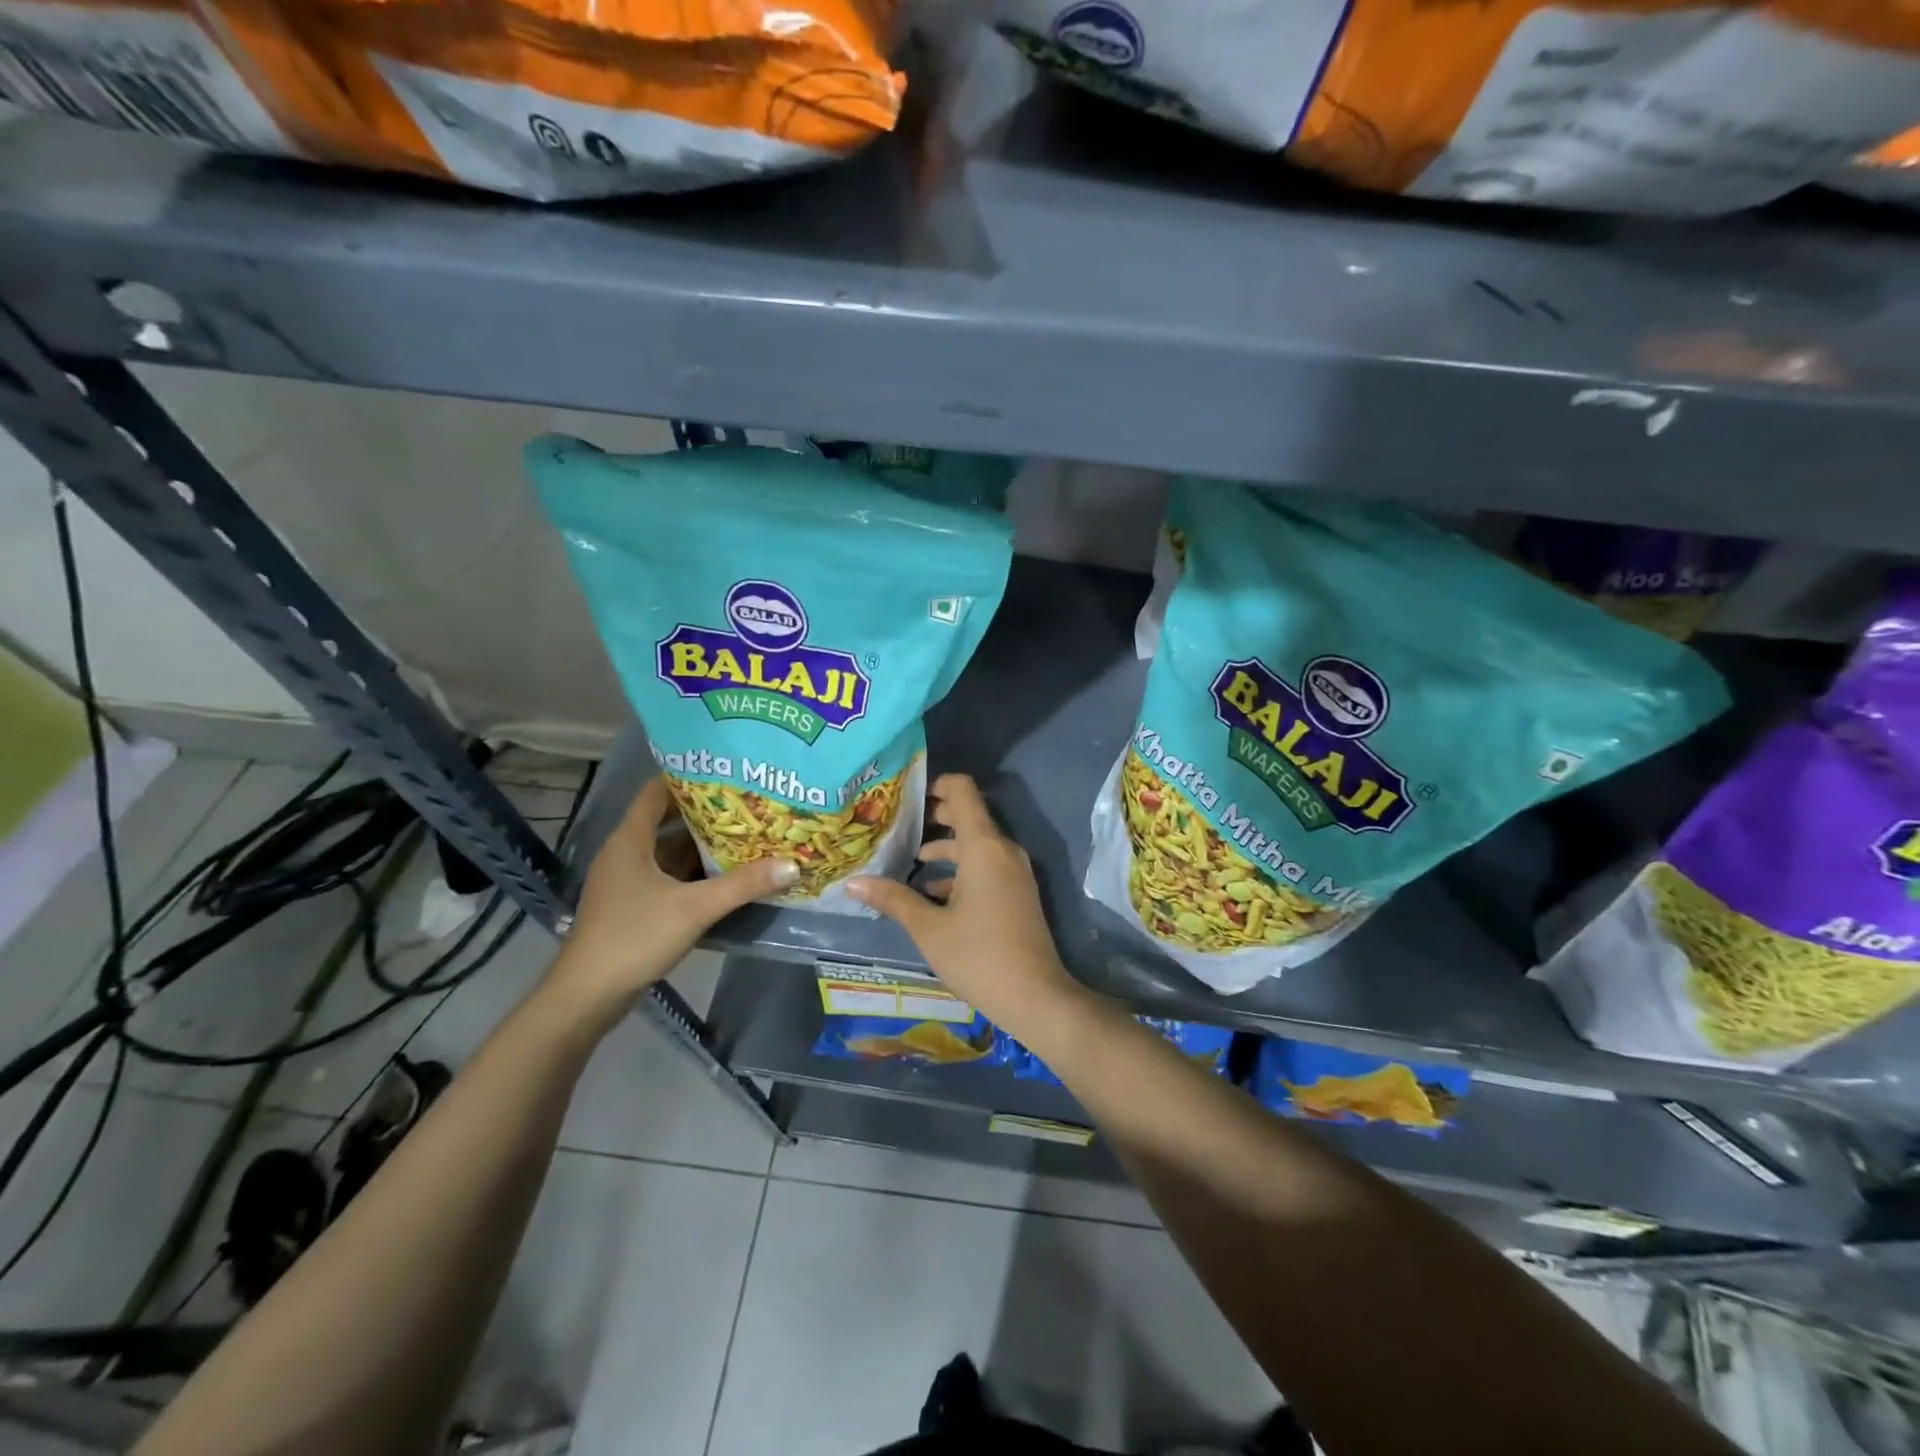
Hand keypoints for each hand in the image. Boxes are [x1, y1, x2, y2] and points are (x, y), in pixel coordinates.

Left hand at [544, 776, 795, 1027]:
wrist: (588, 996)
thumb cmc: (634, 937)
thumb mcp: (694, 908)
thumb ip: (744, 885)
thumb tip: (793, 864)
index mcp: (630, 840)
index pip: (656, 792)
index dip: (688, 777)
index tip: (726, 770)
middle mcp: (627, 853)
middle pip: (669, 821)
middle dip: (708, 813)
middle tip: (750, 802)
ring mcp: (629, 882)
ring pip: (671, 852)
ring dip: (704, 846)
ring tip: (748, 834)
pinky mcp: (635, 906)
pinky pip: (670, 877)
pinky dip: (697, 873)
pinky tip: (729, 876)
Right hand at [849, 774, 1079, 1034]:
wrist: (1036, 997)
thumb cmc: (978, 955)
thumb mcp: (928, 928)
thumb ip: (893, 899)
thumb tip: (854, 883)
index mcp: (983, 846)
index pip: (962, 790)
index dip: (934, 785)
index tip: (904, 798)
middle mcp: (1003, 849)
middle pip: (967, 815)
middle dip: (933, 817)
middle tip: (897, 826)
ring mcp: (1014, 871)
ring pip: (975, 844)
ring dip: (944, 847)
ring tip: (907, 860)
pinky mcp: (1017, 891)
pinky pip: (986, 865)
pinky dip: (959, 869)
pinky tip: (931, 892)